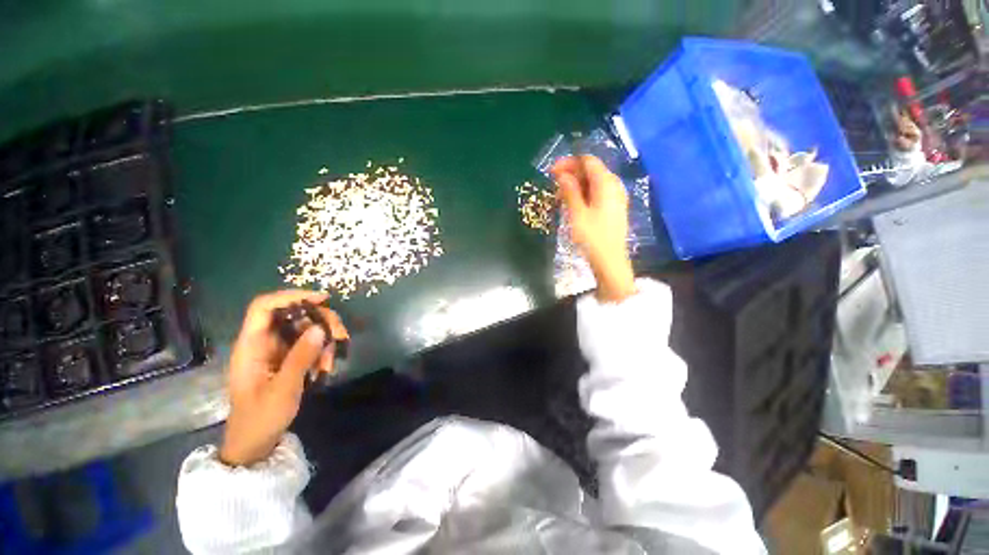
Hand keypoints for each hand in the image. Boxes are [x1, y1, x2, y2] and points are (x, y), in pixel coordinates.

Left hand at [220, 290, 348, 466]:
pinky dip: (321, 351)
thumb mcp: (284, 389)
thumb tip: (320, 328)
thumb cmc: (261, 418)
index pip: (265, 307)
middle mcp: (263, 342)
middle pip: (293, 314)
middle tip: (340, 334)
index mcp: (251, 345)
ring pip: (305, 328)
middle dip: (320, 320)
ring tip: (330, 362)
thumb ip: (301, 357)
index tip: (322, 300)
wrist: (255, 443)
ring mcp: (276, 350)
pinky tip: (325, 367)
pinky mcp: (287, 358)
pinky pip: (308, 343)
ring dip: (324, 340)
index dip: (291, 296)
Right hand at [551, 155, 635, 302]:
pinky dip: (584, 194)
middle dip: (571, 173)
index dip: (569, 162)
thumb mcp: (577, 213)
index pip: (588, 161)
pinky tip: (572, 204)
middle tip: (553, 184)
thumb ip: (570, 191)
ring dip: (576, 185)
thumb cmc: (592, 237)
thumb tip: (562, 174)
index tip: (551, 171)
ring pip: (594, 183)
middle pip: (592, 170)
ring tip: (559, 196)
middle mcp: (614, 186)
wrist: (610, 261)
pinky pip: (597, 193)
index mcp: (607, 184)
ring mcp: (616, 197)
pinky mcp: (613, 208)